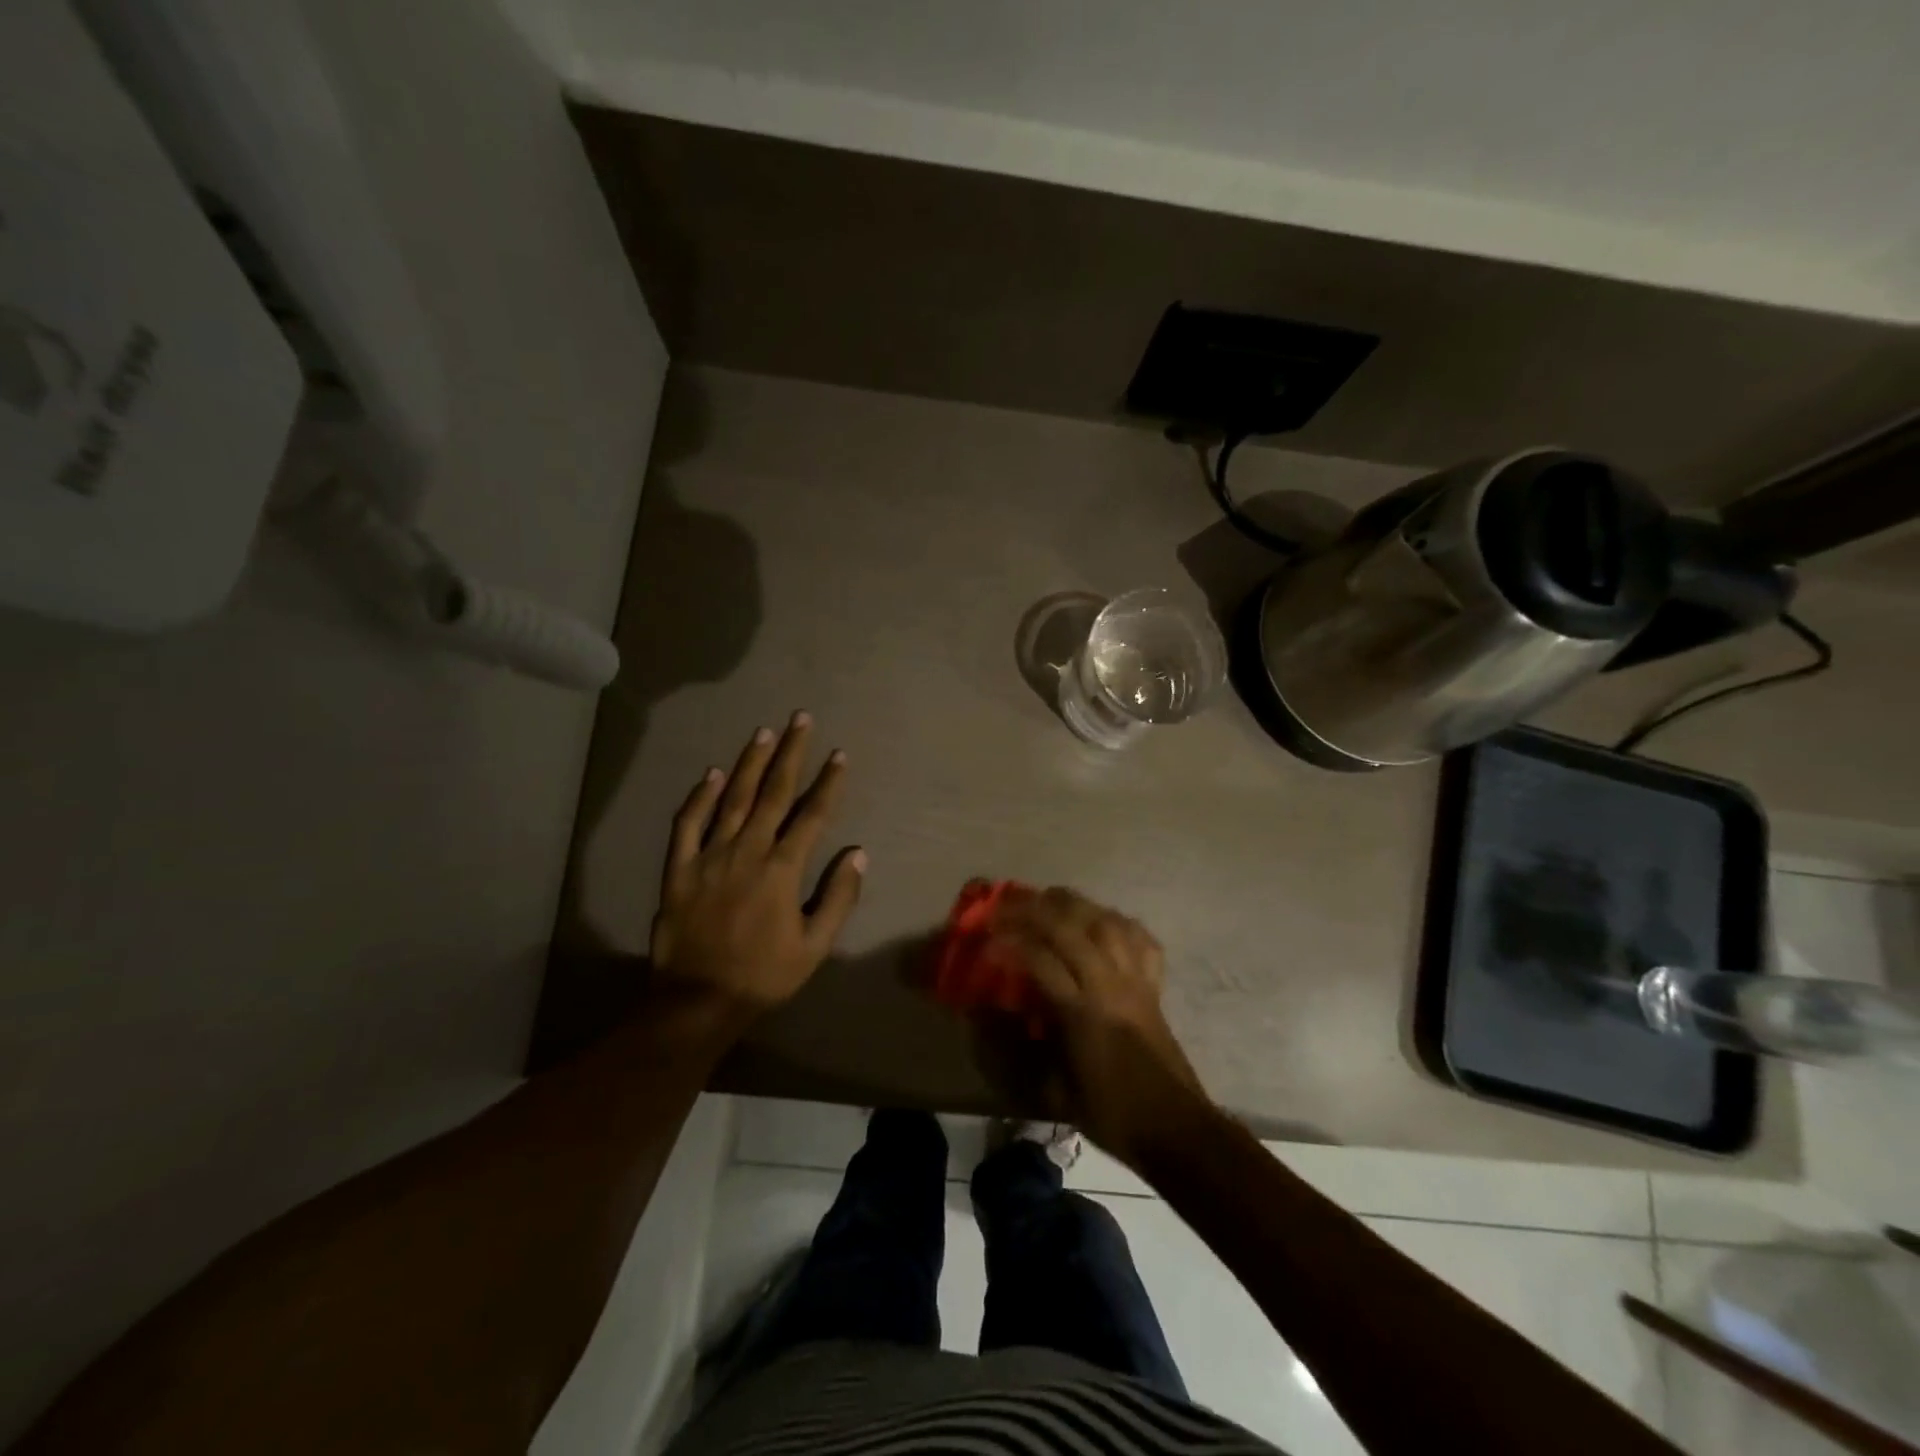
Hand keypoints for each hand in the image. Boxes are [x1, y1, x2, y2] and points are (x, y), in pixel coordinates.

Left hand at [650, 713, 865, 1016]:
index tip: (839, 754)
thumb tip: (858, 853)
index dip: (828, 782)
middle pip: (773, 793)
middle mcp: (746, 851)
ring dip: (750, 763)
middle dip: (790, 753)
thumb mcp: (815, 946)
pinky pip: (688, 824)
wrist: (697, 1002)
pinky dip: (699, 797)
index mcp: (782, 869)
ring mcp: (708, 857)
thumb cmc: (764, 976)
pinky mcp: (678, 869)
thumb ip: (838, 897)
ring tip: (764, 733)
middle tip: (800, 719)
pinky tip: (711, 773)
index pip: (812, 815)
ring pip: (732, 798)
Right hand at [990, 887, 1208, 1167]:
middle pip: (1071, 927)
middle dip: (1033, 910)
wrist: (1174, 1127)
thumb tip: (982, 1015)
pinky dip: (1118, 922)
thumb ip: (1013, 1050)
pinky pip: (1140, 938)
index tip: (986, 940)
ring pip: (1105, 921)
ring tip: (1048, 900)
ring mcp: (1136, 979)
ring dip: (1073, 905)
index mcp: (1082, 1012)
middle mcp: (1109, 984)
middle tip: (1006, 907)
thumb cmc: (1109, 1112)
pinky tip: (1100, 921)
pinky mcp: (1154, 984)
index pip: (1040, 959)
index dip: (1009, 943)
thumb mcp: (1051, 1092)